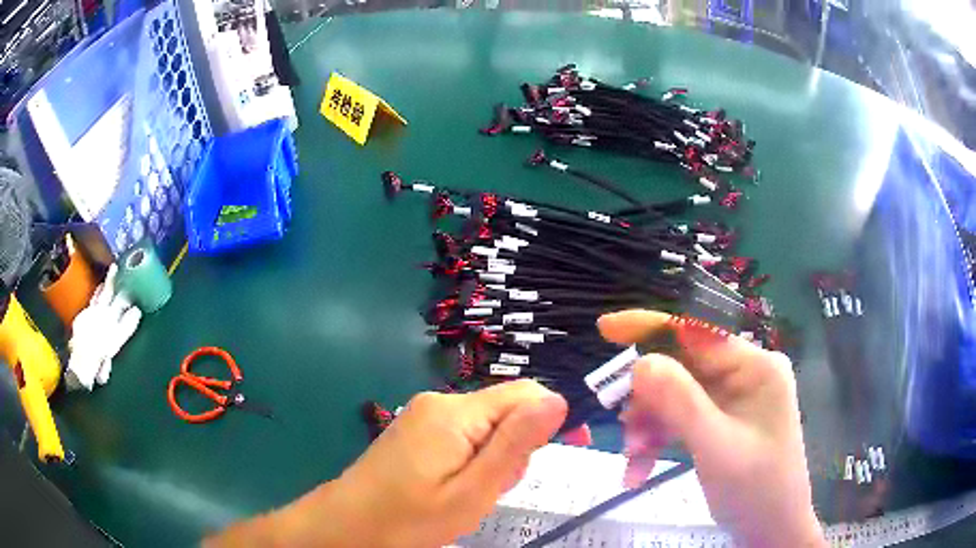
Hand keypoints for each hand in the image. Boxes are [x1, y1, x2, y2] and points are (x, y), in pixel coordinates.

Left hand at [206, 380, 566, 547]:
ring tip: (468, 493)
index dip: (551, 419)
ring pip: (486, 426)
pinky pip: (463, 435)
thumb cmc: (411, 517)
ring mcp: (424, 414)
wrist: (349, 523)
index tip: (567, 451)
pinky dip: (472, 460)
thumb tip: (557, 400)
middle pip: (505, 411)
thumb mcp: (472, 490)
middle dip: (513, 449)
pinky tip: (452, 485)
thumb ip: (515, 445)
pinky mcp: (417, 428)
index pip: (525, 393)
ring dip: (492, 459)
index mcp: (455, 412)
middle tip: (490, 489)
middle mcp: (439, 401)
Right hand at [599, 310, 824, 547]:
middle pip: (682, 368)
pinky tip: (639, 470)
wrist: (770, 530)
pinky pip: (680, 419)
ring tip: (632, 460)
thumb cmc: (757, 489)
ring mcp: (732, 398)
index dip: (652, 327)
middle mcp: (744, 374)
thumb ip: (681, 403)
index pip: (699, 332)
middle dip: (648, 399)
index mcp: (755, 366)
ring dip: (648, 426)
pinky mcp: (720, 421)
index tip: (607, 329)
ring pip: (675, 397)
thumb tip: (640, 362)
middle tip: (620, 425)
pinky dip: (657, 441)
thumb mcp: (717, 448)